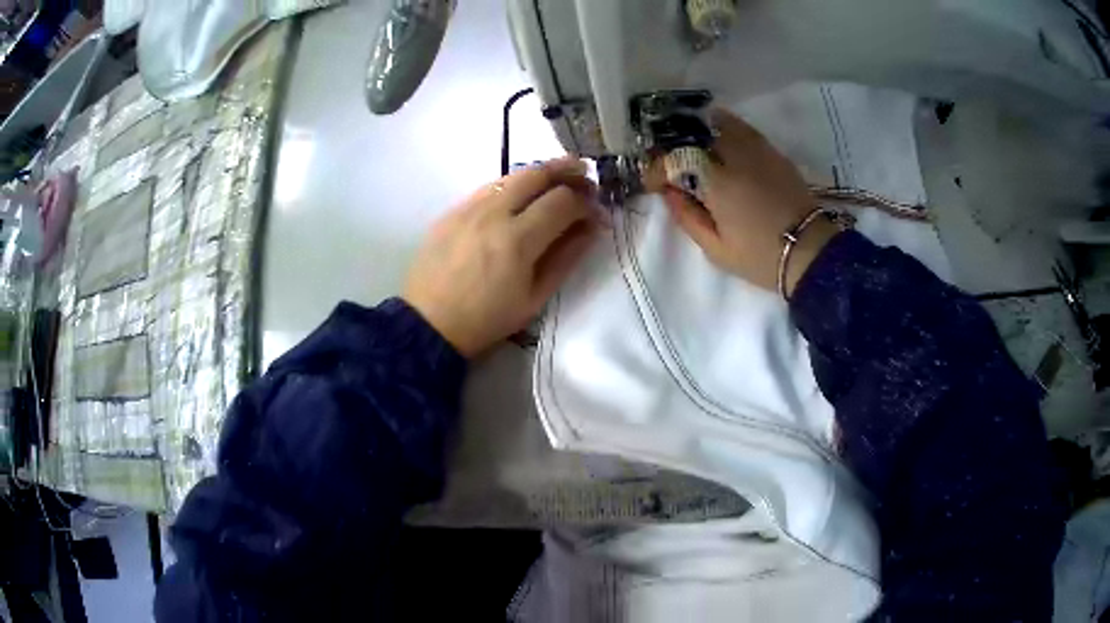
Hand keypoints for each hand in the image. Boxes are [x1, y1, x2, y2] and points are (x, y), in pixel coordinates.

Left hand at [403, 158, 599, 357]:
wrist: (429, 323)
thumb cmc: (486, 319)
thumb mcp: (535, 298)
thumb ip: (566, 257)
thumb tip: (592, 227)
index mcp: (517, 240)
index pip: (563, 201)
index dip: (587, 204)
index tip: (598, 214)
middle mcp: (493, 213)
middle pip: (537, 174)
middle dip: (568, 171)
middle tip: (586, 177)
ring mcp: (469, 207)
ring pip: (512, 175)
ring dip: (541, 173)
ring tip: (560, 180)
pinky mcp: (452, 209)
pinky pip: (490, 186)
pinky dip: (514, 185)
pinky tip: (522, 197)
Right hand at [647, 109, 836, 294]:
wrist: (810, 252)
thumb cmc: (760, 257)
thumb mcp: (717, 250)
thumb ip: (688, 218)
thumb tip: (668, 192)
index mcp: (718, 183)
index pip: (675, 159)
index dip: (657, 167)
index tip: (653, 182)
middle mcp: (735, 158)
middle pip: (697, 133)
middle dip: (676, 142)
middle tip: (670, 158)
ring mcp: (758, 151)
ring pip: (722, 123)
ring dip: (701, 130)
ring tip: (692, 142)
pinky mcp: (774, 153)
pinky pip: (745, 130)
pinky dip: (727, 129)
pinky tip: (722, 139)